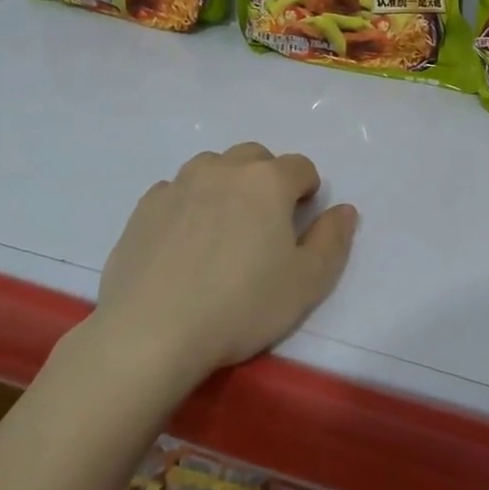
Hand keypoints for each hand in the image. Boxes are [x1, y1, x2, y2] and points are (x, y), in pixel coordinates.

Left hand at [89, 143, 356, 381]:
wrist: (151, 332)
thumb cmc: (240, 306)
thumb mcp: (306, 283)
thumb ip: (332, 240)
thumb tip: (344, 209)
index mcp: (267, 181)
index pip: (300, 166)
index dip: (307, 190)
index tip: (300, 222)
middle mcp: (223, 169)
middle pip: (255, 157)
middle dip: (267, 179)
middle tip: (265, 223)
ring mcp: (179, 184)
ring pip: (212, 166)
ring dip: (226, 184)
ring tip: (223, 227)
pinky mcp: (144, 207)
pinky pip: (175, 190)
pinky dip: (188, 203)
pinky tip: (184, 240)